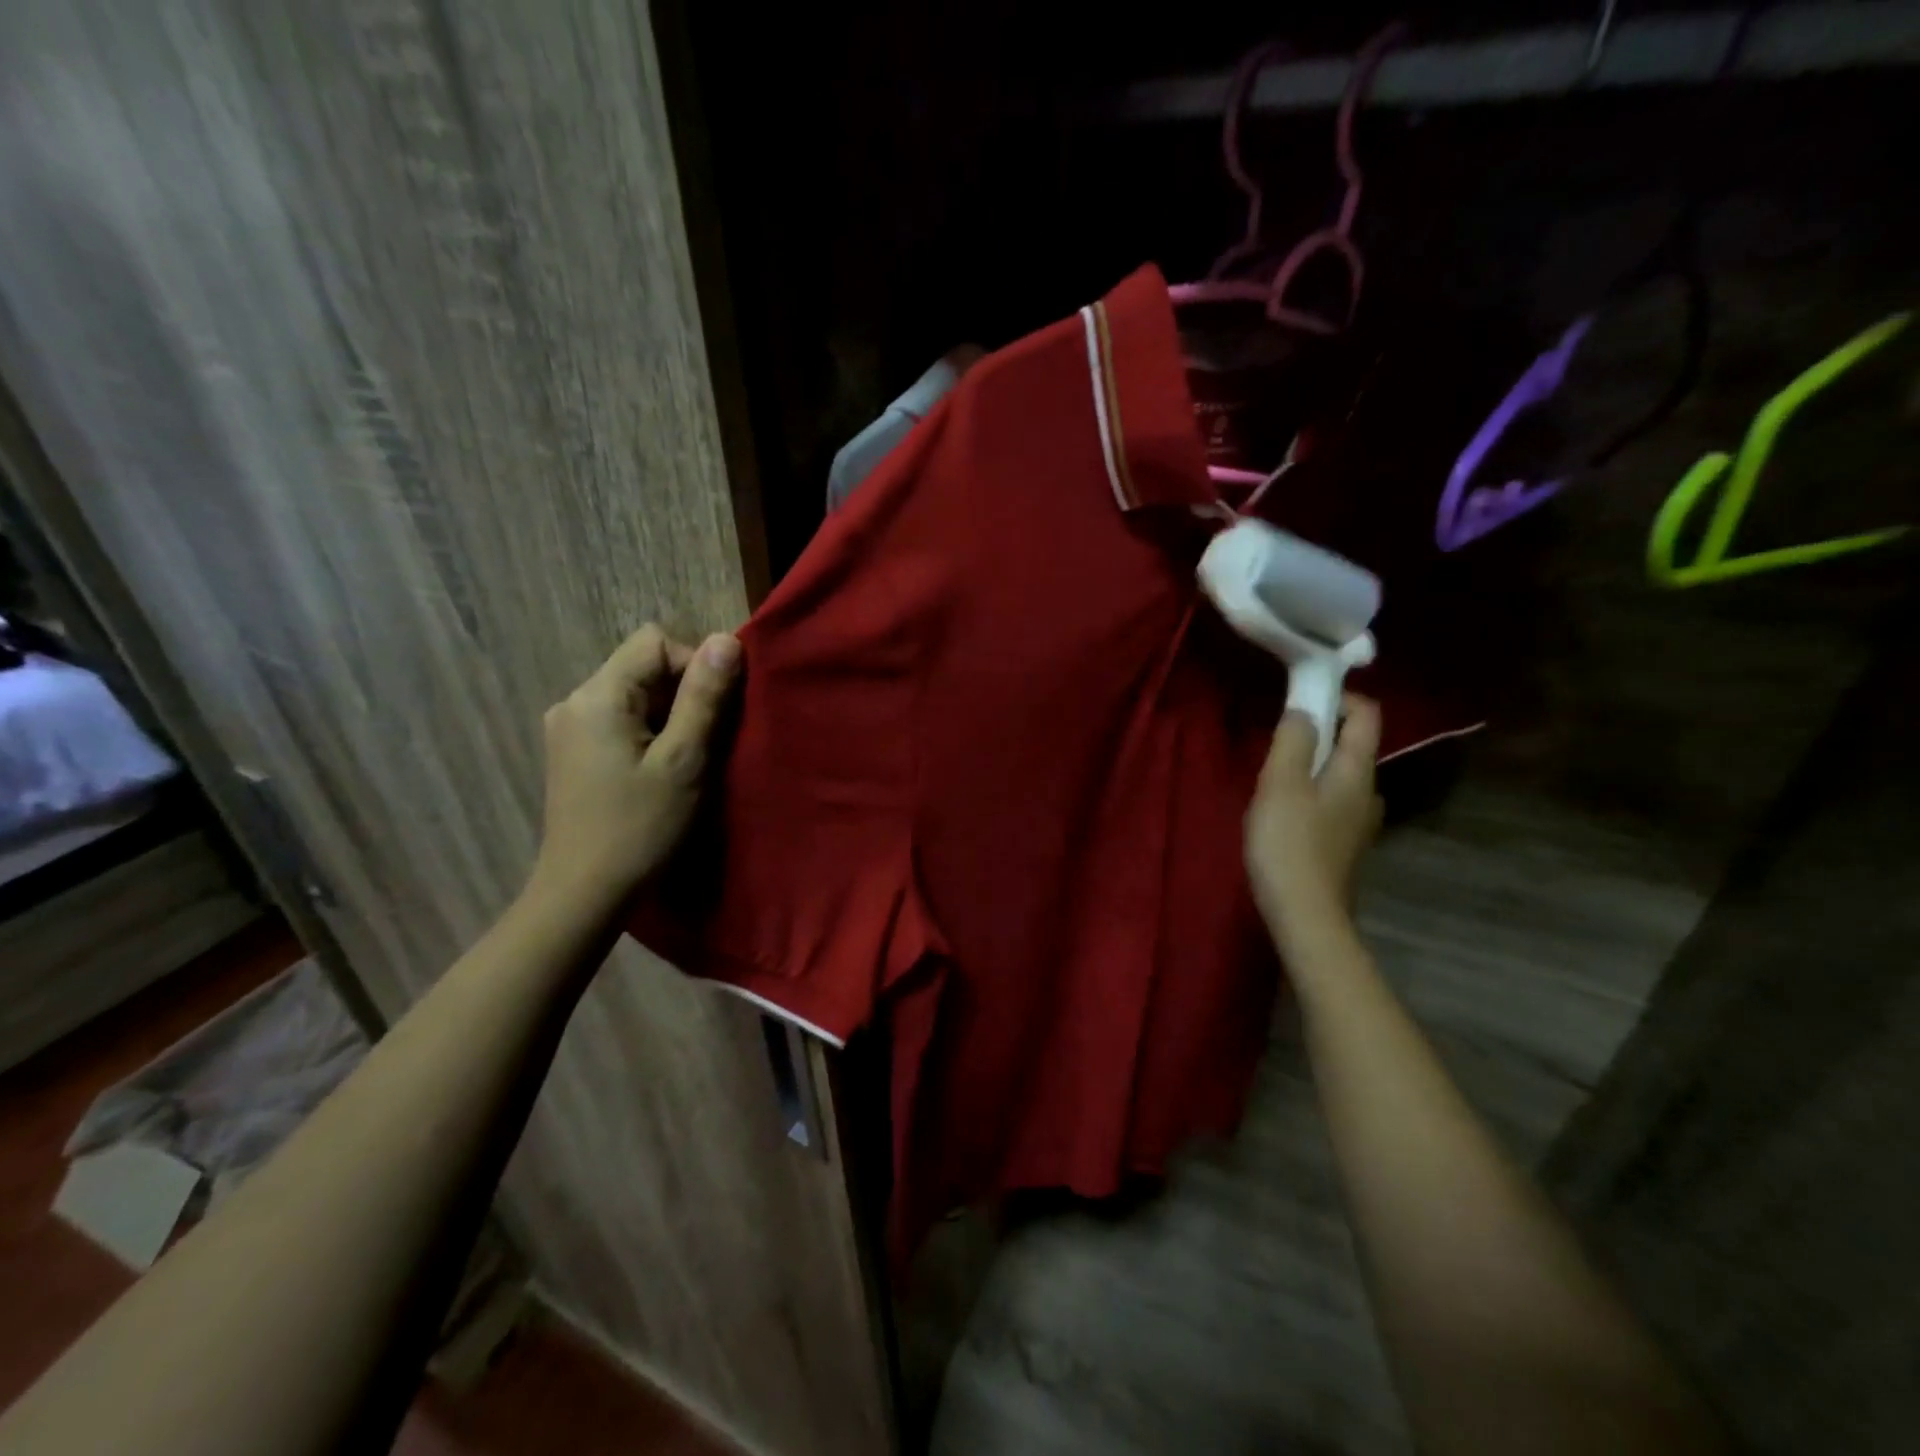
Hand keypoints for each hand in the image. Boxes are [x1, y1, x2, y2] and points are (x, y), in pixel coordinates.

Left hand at [530, 623, 740, 907]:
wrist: (584, 893)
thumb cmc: (640, 827)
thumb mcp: (684, 760)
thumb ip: (704, 697)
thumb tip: (726, 639)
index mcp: (598, 695)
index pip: (656, 642)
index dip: (695, 665)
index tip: (713, 714)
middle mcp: (575, 700)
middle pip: (644, 665)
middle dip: (684, 693)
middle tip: (705, 742)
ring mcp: (569, 727)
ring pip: (635, 694)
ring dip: (670, 715)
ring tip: (685, 760)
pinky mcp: (573, 751)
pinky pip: (621, 719)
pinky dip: (650, 732)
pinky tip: (658, 770)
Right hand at [1245, 695, 1383, 952]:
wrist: (1305, 915)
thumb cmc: (1289, 843)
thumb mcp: (1280, 783)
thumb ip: (1293, 739)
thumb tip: (1305, 709)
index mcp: (1358, 770)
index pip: (1367, 714)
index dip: (1338, 697)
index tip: (1300, 700)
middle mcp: (1369, 792)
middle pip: (1351, 745)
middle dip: (1316, 734)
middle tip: (1275, 748)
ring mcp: (1360, 822)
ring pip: (1338, 776)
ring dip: (1309, 768)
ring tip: (1272, 782)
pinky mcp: (1344, 844)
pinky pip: (1330, 802)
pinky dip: (1309, 795)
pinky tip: (1281, 815)